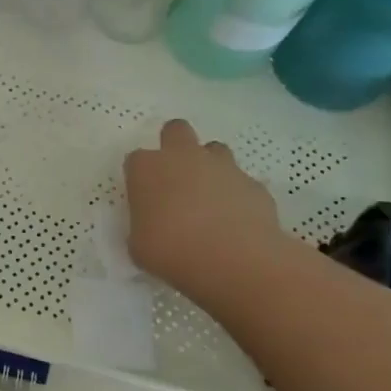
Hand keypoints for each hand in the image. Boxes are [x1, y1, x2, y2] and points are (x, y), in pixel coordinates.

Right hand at [124, 120, 286, 295]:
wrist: (235, 259)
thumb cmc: (172, 251)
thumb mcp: (139, 246)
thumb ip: (142, 227)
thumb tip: (152, 226)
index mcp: (147, 168)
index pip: (136, 160)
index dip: (140, 178)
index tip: (144, 200)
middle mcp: (183, 156)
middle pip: (176, 130)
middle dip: (175, 146)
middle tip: (176, 180)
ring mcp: (222, 166)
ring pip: (214, 150)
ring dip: (210, 167)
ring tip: (209, 200)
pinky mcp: (253, 184)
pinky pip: (241, 183)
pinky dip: (238, 196)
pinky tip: (237, 222)